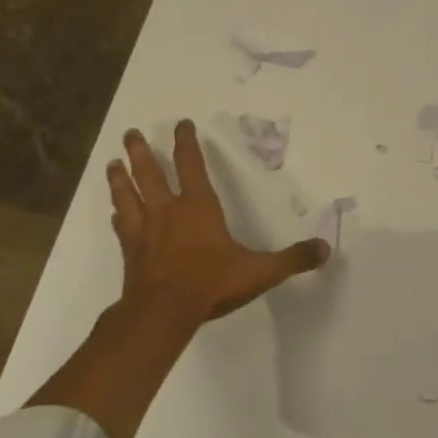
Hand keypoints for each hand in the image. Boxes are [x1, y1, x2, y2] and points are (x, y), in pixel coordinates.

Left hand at [109, 121, 329, 326]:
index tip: (182, 123)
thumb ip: (292, 259)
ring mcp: (144, 232)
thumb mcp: (260, 271)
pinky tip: (112, 213)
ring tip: (111, 162)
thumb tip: (325, 249)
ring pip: (128, 195)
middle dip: (141, 151)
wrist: (162, 314)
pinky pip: (121, 227)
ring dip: (120, 178)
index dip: (187, 143)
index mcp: (198, 206)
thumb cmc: (211, 283)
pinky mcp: (130, 253)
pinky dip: (117, 216)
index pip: (192, 165)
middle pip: (150, 173)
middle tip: (130, 132)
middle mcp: (168, 211)